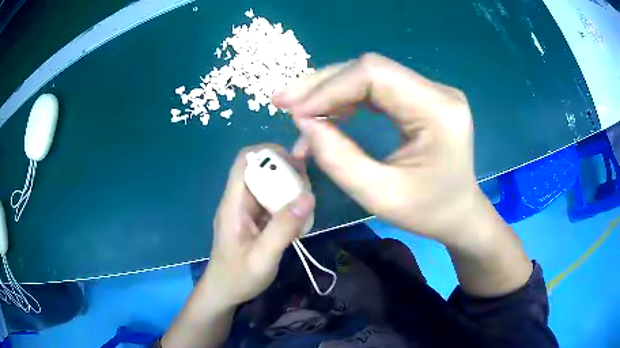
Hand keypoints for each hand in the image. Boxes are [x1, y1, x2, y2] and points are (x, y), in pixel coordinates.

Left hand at [202, 144, 314, 306]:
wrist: (224, 293)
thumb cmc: (238, 277)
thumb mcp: (263, 257)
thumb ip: (283, 229)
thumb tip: (308, 196)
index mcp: (233, 204)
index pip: (244, 161)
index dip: (267, 152)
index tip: (293, 160)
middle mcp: (238, 202)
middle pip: (258, 170)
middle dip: (282, 168)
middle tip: (307, 179)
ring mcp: (245, 211)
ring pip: (265, 185)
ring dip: (286, 184)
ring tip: (308, 192)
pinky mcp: (253, 221)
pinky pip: (269, 202)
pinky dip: (285, 201)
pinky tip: (300, 210)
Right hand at [273, 53, 482, 245]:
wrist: (459, 213)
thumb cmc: (428, 212)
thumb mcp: (380, 196)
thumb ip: (338, 159)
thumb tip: (302, 122)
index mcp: (438, 111)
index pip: (375, 75)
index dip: (329, 88)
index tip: (294, 112)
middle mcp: (438, 91)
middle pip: (370, 68)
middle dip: (323, 84)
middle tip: (283, 102)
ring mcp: (432, 91)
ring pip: (370, 74)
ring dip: (331, 89)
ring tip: (299, 109)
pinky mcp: (422, 97)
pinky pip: (378, 86)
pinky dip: (346, 97)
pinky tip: (327, 111)